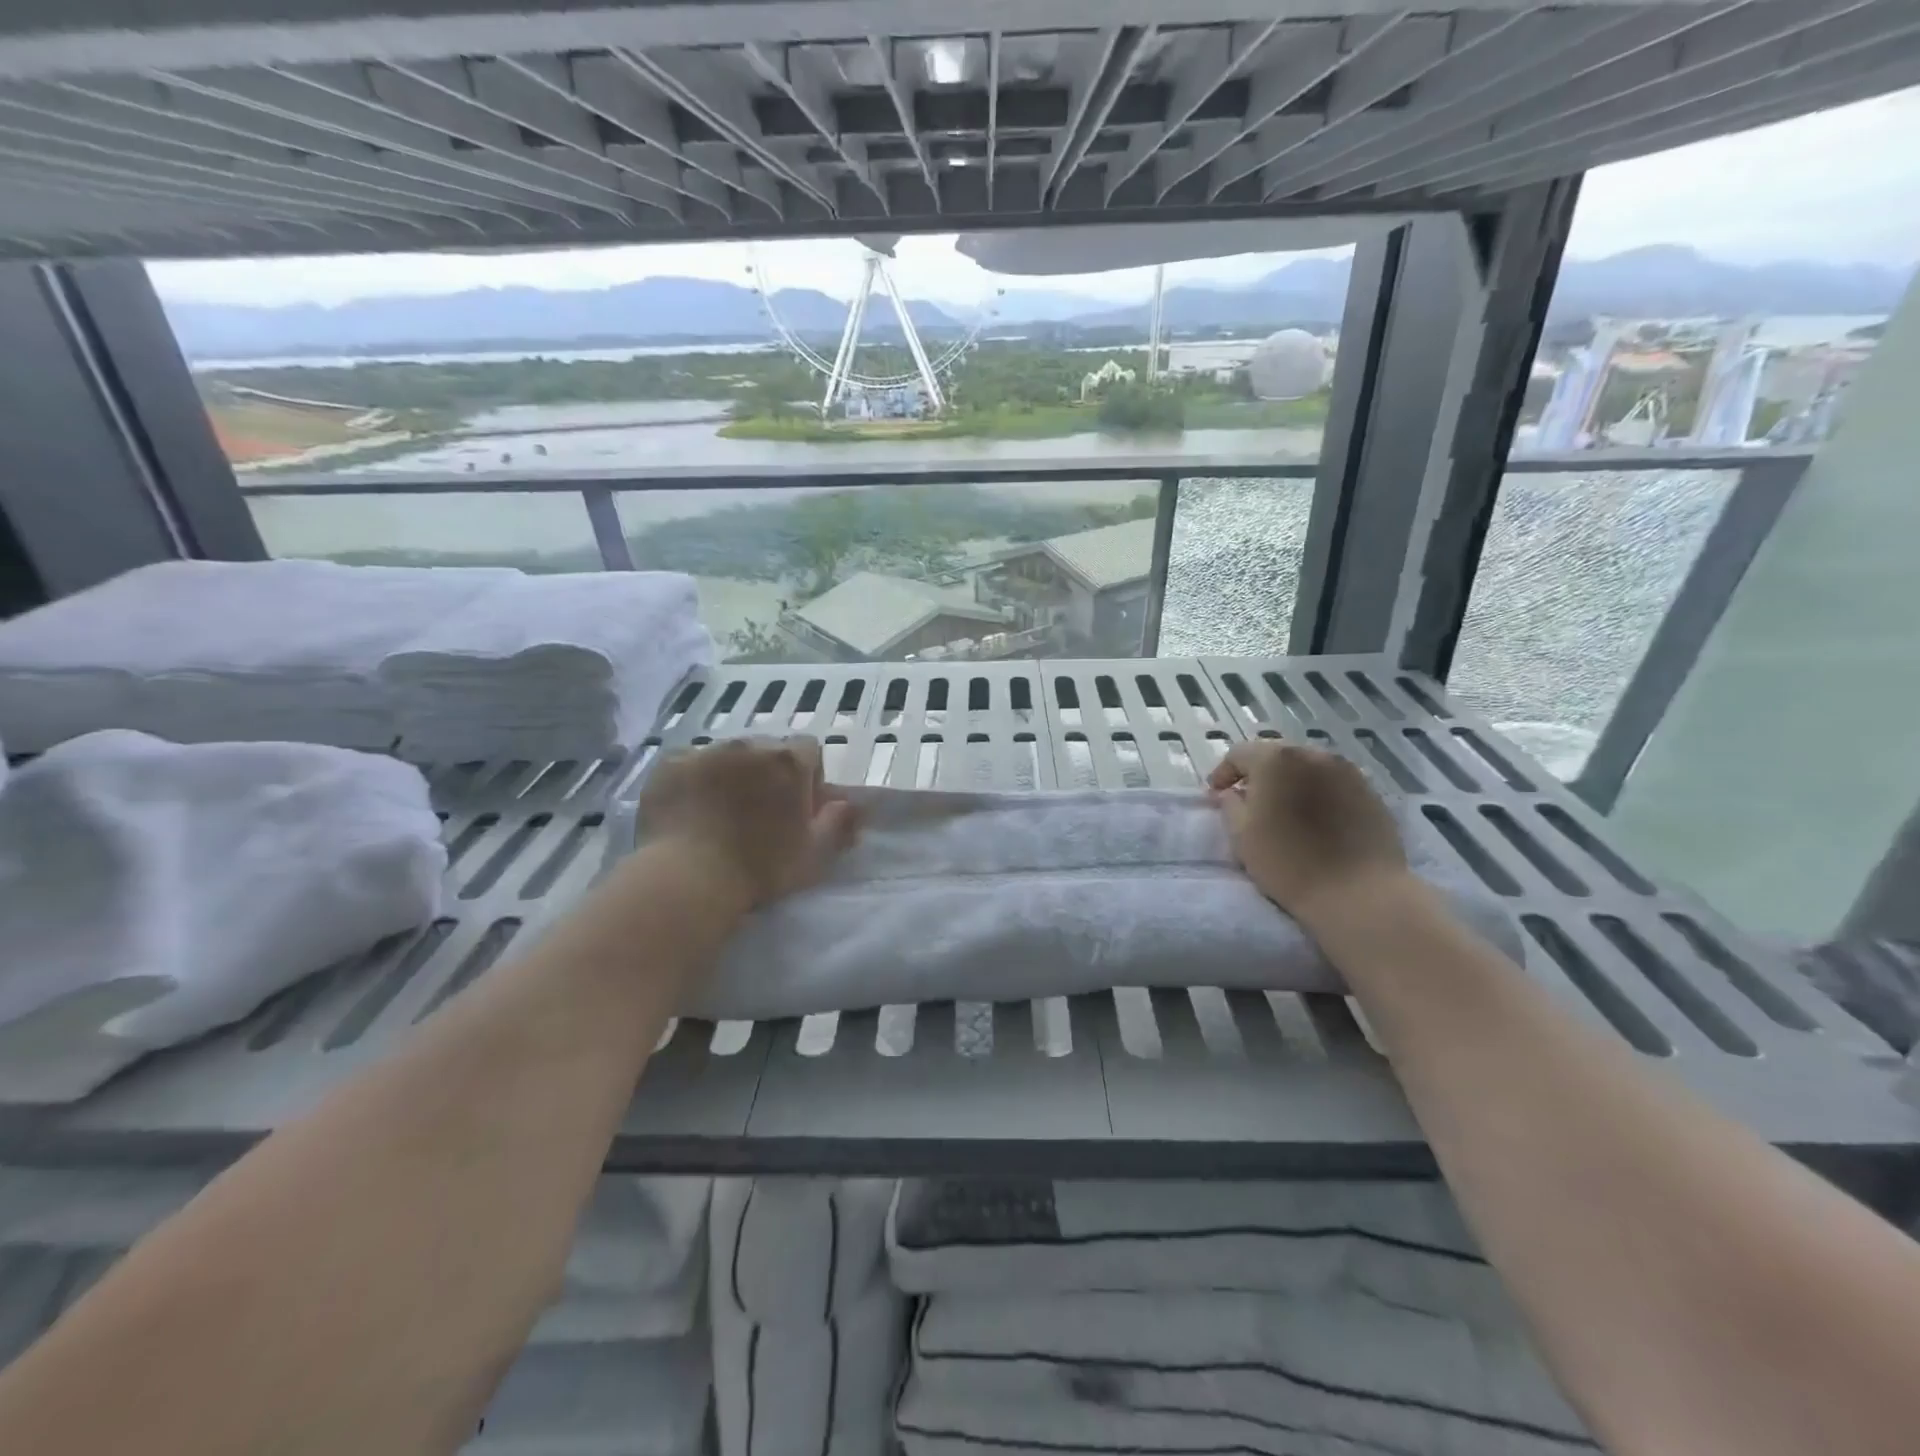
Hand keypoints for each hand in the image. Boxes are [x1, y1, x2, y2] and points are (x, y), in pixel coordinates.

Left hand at [637, 737, 860, 909]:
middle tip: (759, 813)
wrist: (688, 879)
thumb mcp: (814, 853)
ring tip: (720, 814)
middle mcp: (748, 746)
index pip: (809, 750)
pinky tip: (689, 811)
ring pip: (727, 756)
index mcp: (788, 762)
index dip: (808, 777)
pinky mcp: (669, 765)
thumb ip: (839, 822)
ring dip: (730, 775)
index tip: (798, 807)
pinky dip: (694, 781)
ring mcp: (706, 752)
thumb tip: (853, 804)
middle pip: (767, 751)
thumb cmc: (760, 867)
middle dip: (767, 774)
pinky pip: (689, 765)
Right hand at [1208, 741, 1405, 924]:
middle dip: (1258, 775)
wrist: (1358, 893)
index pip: (1239, 754)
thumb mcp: (1242, 835)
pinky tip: (1314, 819)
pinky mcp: (1370, 792)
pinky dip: (1316, 793)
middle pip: (1275, 756)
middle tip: (1248, 801)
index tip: (1216, 796)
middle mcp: (1313, 754)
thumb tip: (1230, 794)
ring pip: (1306, 768)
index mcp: (1276, 760)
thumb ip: (1230, 805)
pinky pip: (1332, 784)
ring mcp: (1347, 772)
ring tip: (1283, 810)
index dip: (1223, 774)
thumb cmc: (1288, 862)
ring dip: (1289, 782)